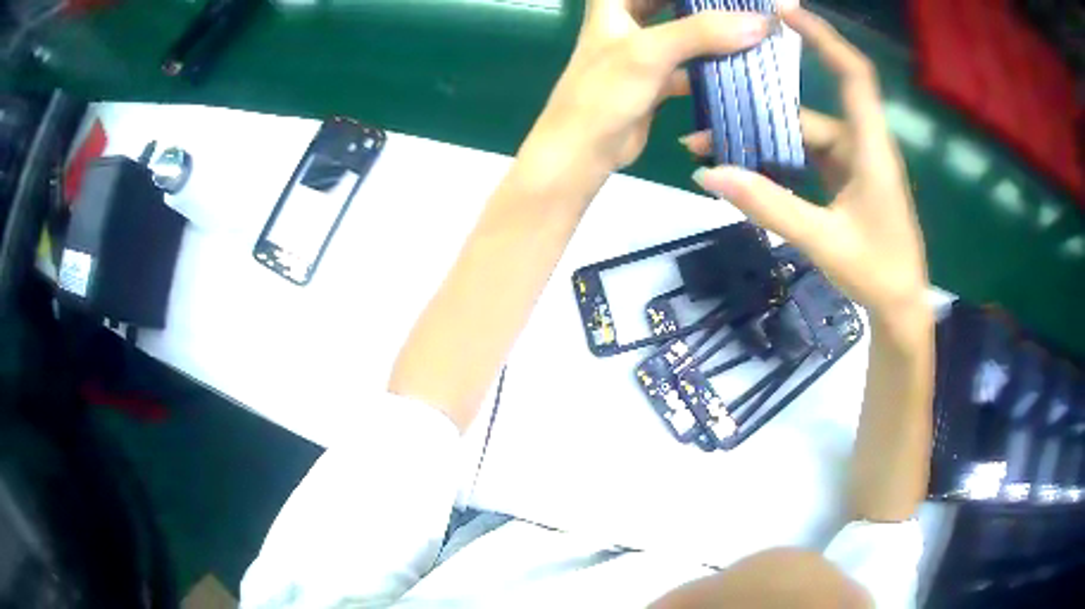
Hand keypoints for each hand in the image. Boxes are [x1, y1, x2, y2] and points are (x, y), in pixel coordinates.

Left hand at [526, 0, 770, 171]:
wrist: (584, 150)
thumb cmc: (604, 92)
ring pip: (685, 30)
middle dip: (707, 5)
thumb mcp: (650, 52)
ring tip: (754, 30)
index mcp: (614, 2)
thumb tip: (760, 22)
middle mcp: (628, 19)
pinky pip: (692, 62)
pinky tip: (743, 65)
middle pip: (672, 2)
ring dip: (716, 32)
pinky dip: (714, 64)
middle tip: (746, 6)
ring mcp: (644, 48)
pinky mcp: (657, 76)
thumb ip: (702, 32)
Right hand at [685, 4, 928, 320]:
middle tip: (707, 114)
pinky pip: (807, 156)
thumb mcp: (822, 240)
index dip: (823, 37)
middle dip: (758, 110)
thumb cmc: (877, 272)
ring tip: (714, 145)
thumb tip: (708, 173)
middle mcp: (862, 145)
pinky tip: (748, 167)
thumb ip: (768, 206)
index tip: (784, 12)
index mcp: (871, 148)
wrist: (900, 307)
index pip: (852, 75)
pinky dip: (777, 158)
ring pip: (803, 135)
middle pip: (808, 111)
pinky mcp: (845, 180)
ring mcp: (853, 163)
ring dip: (762, 139)